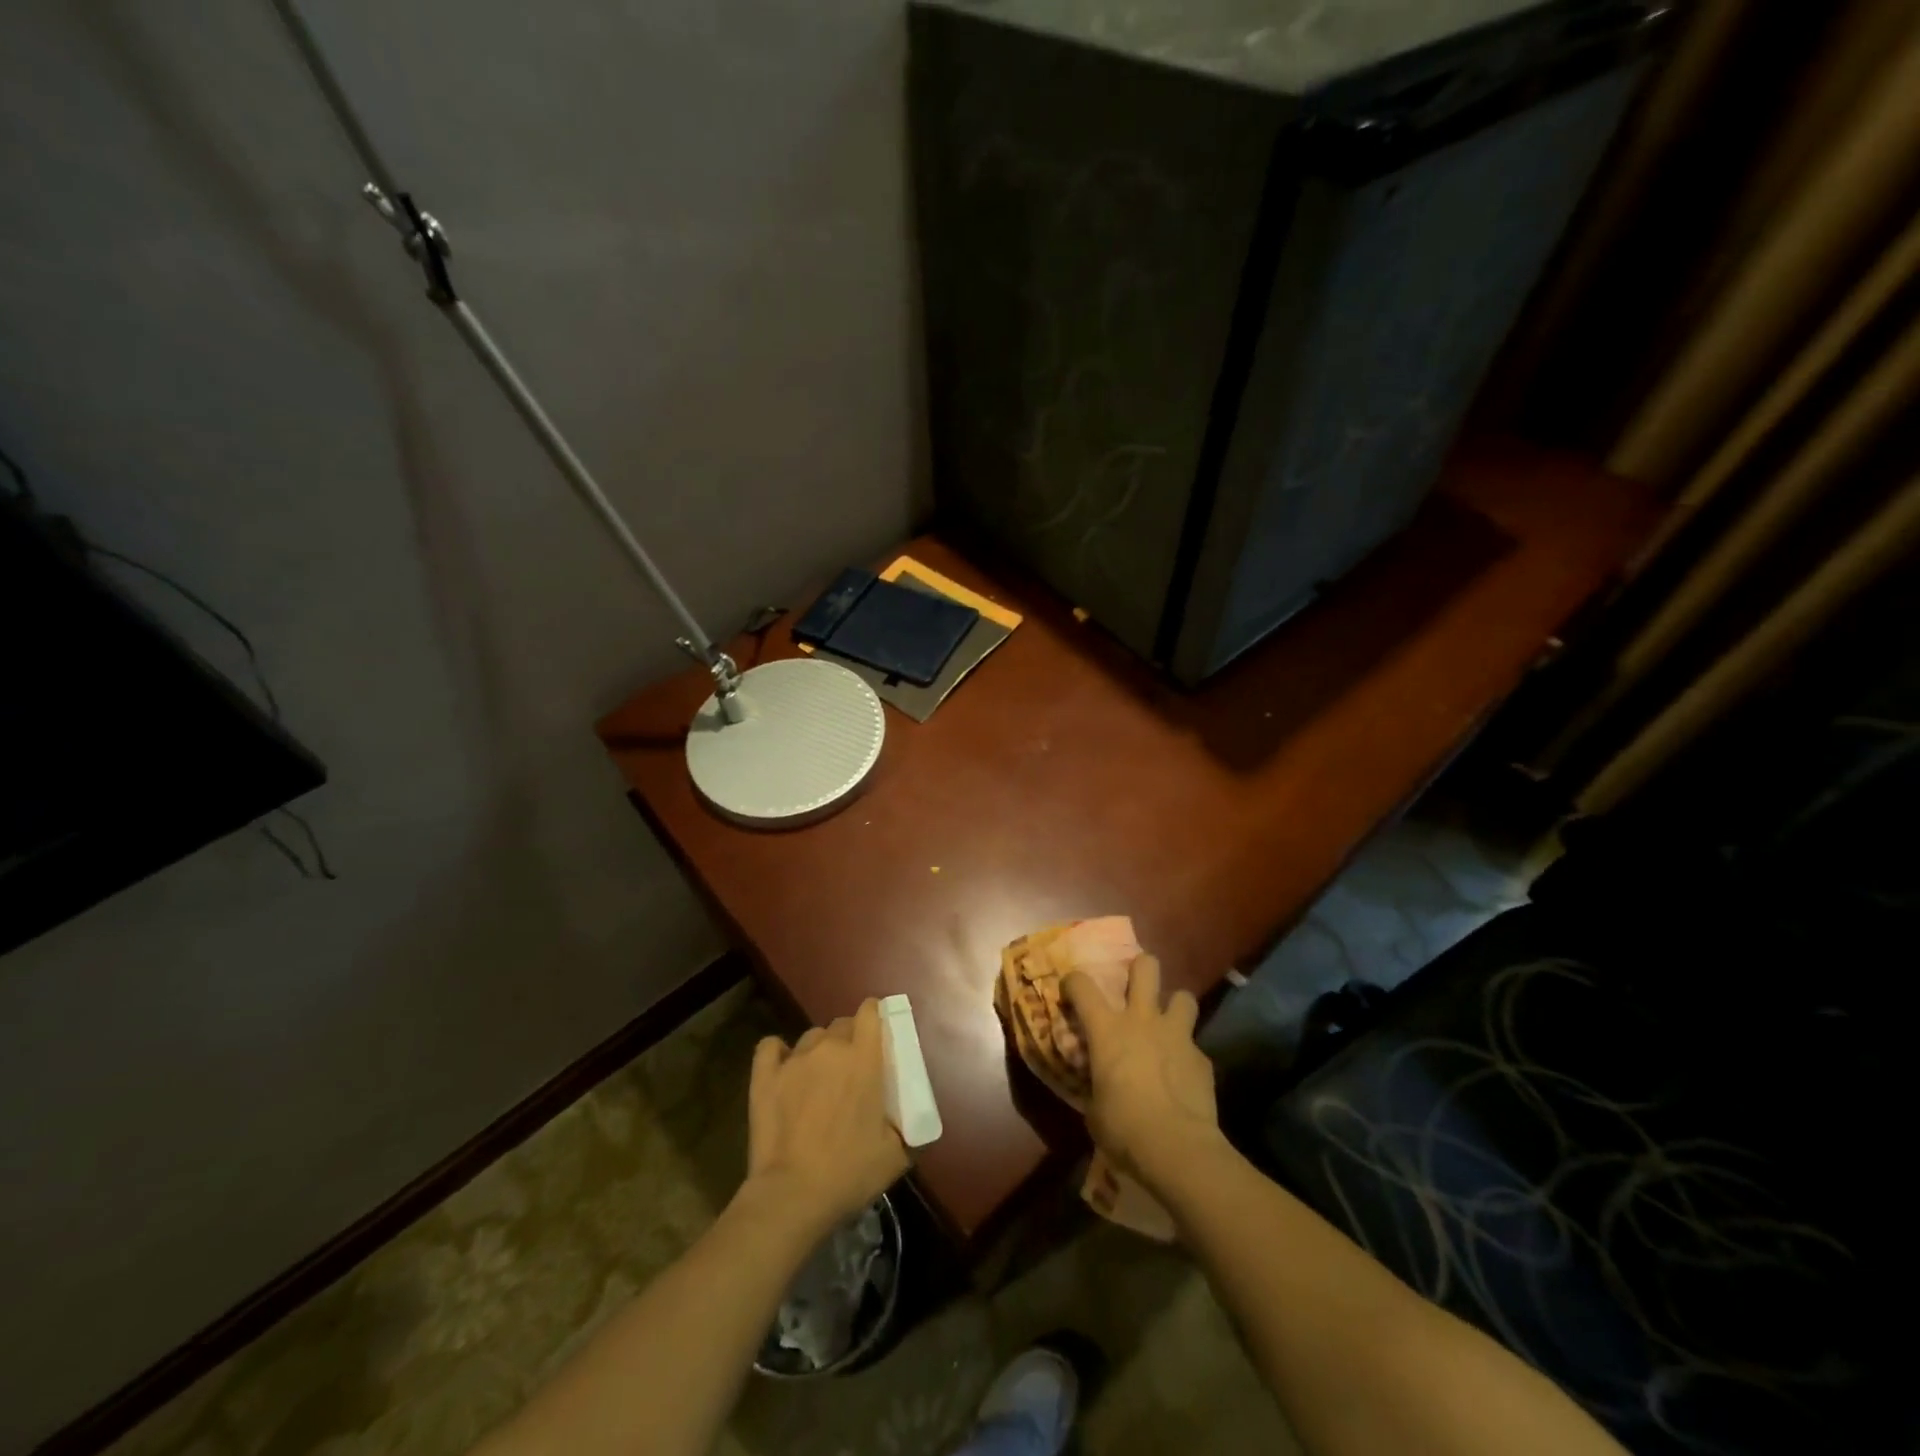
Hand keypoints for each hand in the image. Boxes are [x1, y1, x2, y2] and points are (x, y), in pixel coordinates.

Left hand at [742, 999, 908, 1235]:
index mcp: (864, 1058)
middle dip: (849, 1039)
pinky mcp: (764, 1076)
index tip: (879, 1032)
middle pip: (841, 1023)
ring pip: (811, 1037)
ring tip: (819, 1078)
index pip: (870, 1011)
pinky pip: (771, 1046)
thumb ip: (909, 1124)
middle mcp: (829, 1048)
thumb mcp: (897, 1154)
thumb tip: (915, 1116)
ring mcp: (794, 1060)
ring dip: (819, 1051)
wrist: (793, 1196)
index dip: (875, 1016)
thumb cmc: (850, 1172)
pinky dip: (779, 1053)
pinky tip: (784, 1069)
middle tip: (852, 1069)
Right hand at [1063, 955, 1222, 1189]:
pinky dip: (1187, 1055)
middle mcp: (1142, 1020)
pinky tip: (1183, 1075)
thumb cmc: (1124, 1128)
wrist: (1177, 1149)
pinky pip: (1194, 1045)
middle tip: (1134, 987)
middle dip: (1140, 969)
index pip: (1082, 985)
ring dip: (1174, 1007)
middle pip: (1146, 967)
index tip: (1071, 992)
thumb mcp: (1094, 1109)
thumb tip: (1097, 1087)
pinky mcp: (1202, 1058)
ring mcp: (1177, 1035)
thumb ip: (1095, 1086)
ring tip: (1168, 1025)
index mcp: (1107, 1030)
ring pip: (1183, 996)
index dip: (1074, 982)